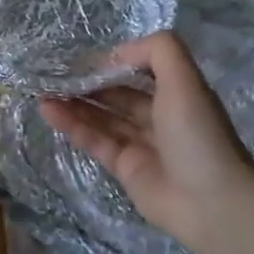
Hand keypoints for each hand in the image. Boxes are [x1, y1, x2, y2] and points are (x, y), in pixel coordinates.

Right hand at [39, 31, 253, 246]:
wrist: (210, 202)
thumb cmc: (197, 135)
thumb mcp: (185, 81)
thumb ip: (157, 51)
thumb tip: (115, 53)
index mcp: (180, 95)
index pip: (142, 71)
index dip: (114, 63)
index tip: (85, 59)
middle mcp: (161, 117)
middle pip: (119, 95)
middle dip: (89, 84)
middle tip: (54, 74)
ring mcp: (142, 145)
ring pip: (103, 117)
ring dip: (74, 103)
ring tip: (43, 91)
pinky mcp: (125, 168)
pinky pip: (95, 141)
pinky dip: (72, 126)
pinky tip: (49, 111)